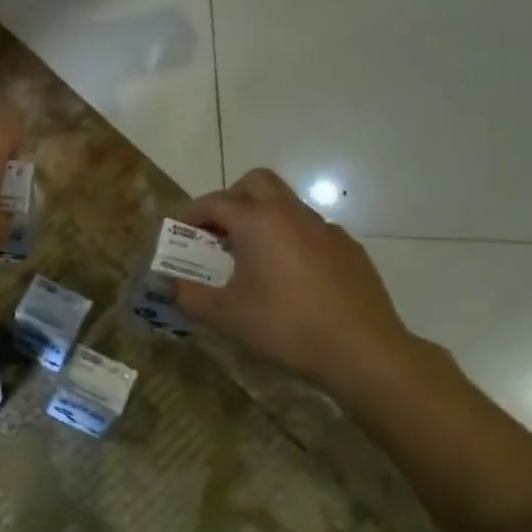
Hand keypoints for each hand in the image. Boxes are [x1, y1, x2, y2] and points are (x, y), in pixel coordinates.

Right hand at [174, 169, 417, 391]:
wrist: (362, 349)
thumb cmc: (284, 325)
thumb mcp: (224, 315)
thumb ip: (188, 295)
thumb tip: (170, 284)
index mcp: (258, 222)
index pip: (214, 201)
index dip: (191, 214)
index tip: (180, 234)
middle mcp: (292, 214)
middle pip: (255, 183)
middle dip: (230, 200)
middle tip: (217, 234)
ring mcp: (326, 229)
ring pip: (285, 205)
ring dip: (261, 219)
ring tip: (251, 260)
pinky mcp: (348, 248)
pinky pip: (310, 230)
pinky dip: (290, 240)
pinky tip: (289, 279)